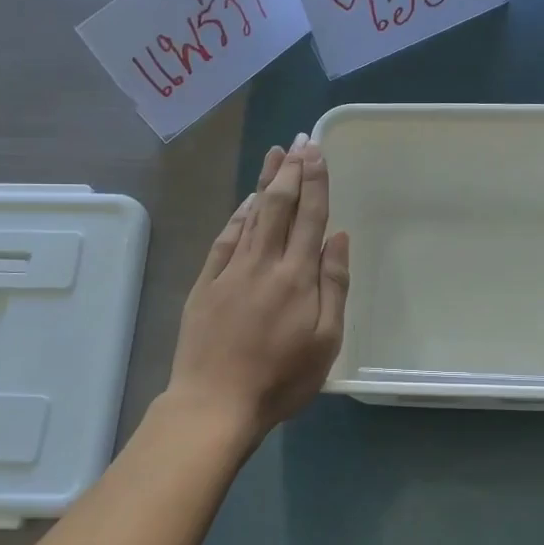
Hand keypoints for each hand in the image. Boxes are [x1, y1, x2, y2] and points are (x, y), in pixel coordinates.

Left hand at [165, 134, 350, 444]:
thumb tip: (337, 237)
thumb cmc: (280, 378)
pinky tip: (245, 201)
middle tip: (299, 141)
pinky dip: (237, 215)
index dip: (316, 182)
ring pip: (251, 215)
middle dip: (291, 171)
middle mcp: (264, 263)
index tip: (317, 152)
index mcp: (297, 276)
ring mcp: (230, 270)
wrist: (215, 403)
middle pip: (279, 207)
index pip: (310, 218)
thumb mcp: (326, 340)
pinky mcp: (206, 283)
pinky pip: (225, 238)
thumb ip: (334, 285)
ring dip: (265, 183)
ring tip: (275, 155)